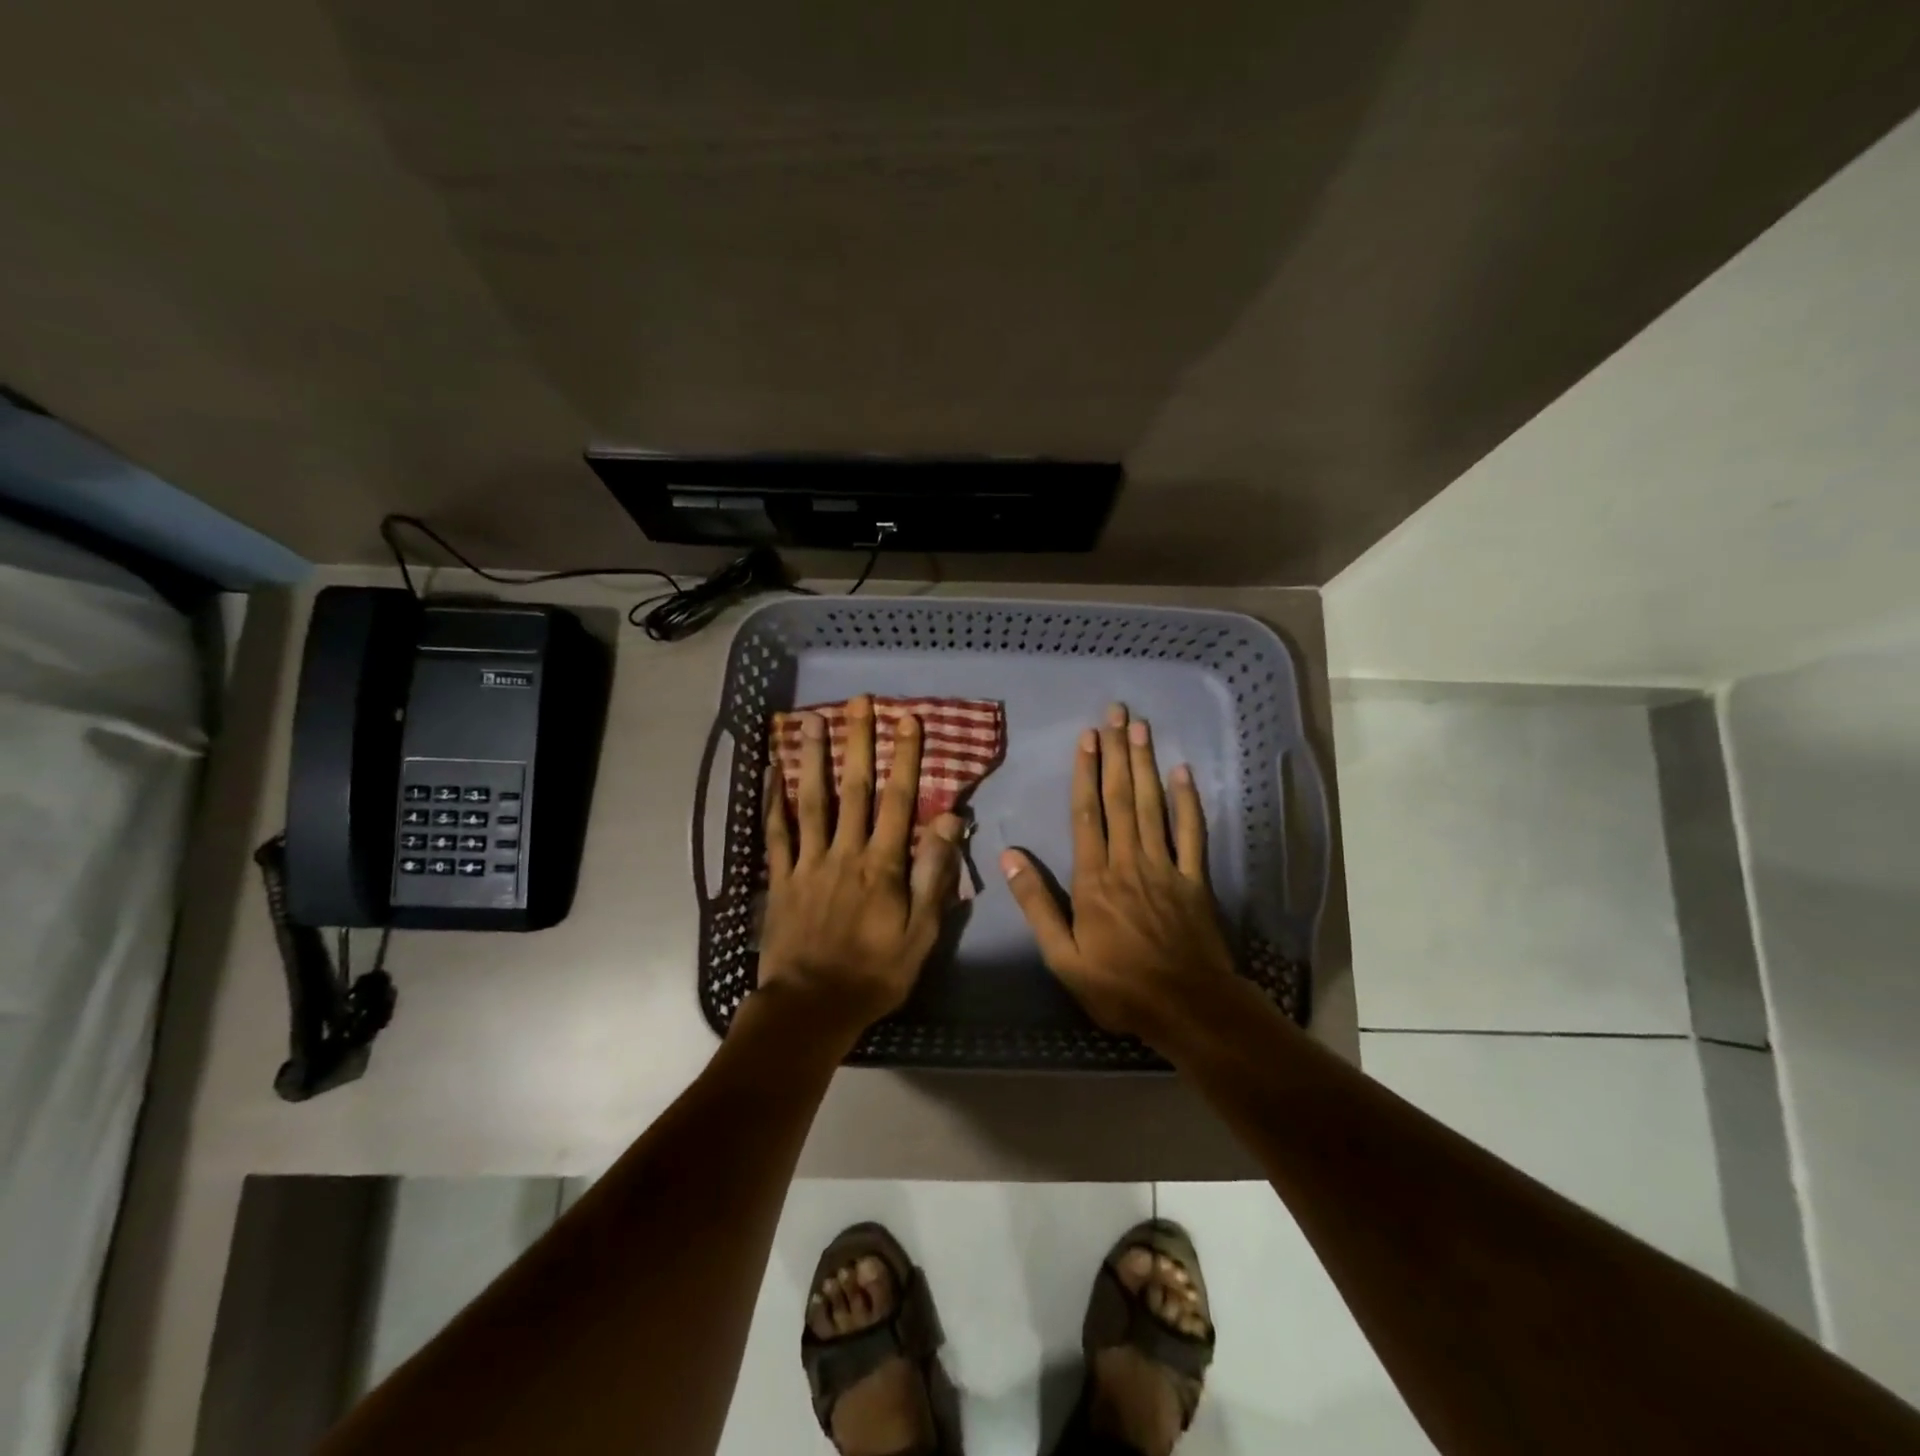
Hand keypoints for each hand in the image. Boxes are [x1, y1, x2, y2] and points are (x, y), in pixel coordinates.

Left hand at [758, 695, 962, 1035]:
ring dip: (812, 758)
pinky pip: (774, 834)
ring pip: (810, 801)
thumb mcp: (921, 933)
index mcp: (882, 865)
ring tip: (811, 720)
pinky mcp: (780, 879)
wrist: (812, 1008)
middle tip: (858, 702)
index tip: (909, 721)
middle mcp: (844, 852)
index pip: (899, 801)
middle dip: (858, 742)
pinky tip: (771, 773)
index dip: (905, 758)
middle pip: (853, 789)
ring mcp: (807, 863)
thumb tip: (950, 821)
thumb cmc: (875, 973)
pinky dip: (772, 802)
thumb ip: (935, 875)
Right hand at [1001, 703, 1238, 1042]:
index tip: (1087, 738)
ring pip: (1153, 806)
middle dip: (1117, 754)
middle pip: (1121, 799)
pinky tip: (1184, 773)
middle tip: (1116, 714)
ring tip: (1141, 728)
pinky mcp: (1195, 880)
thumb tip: (1010, 856)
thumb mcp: (1063, 957)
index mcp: (1094, 879)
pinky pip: (1192, 833)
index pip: (1087, 814)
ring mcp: (1166, 867)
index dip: (1086, 773)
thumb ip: (1037, 905)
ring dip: (1146, 765)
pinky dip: (1189, 802)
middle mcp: (1129, 862)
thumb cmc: (1118, 986)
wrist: (1188, 1007)